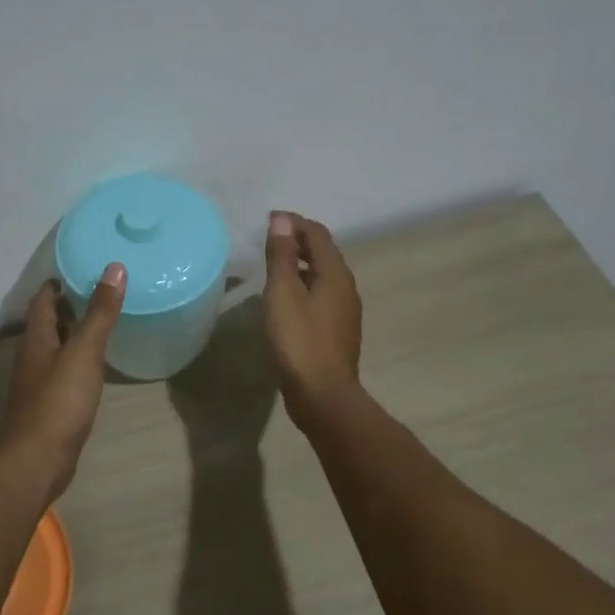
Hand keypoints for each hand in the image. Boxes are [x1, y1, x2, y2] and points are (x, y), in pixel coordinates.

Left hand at [0, 264, 126, 502]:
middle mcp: (33, 356)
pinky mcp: (50, 405)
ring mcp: (39, 382)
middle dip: (68, 305)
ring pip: (55, 347)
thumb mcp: (84, 352)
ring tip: (102, 321)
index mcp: (37, 338)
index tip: (81, 269)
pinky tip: (96, 364)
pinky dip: (78, 359)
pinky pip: (63, 371)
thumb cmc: (59, 401)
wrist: (38, 461)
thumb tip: (114, 268)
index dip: (58, 283)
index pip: (42, 299)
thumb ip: (100, 312)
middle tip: (99, 291)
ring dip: (73, 332)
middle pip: (48, 322)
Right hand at [263, 212, 362, 428]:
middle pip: (323, 253)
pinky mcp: (337, 331)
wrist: (322, 395)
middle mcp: (346, 287)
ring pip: (322, 276)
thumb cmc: (299, 340)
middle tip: (269, 239)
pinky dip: (303, 286)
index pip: (318, 234)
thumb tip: (282, 220)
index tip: (269, 219)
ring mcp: (344, 312)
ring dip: (301, 264)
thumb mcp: (283, 293)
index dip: (294, 222)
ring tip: (274, 266)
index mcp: (335, 274)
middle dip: (298, 241)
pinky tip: (285, 300)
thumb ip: (282, 255)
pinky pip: (320, 296)